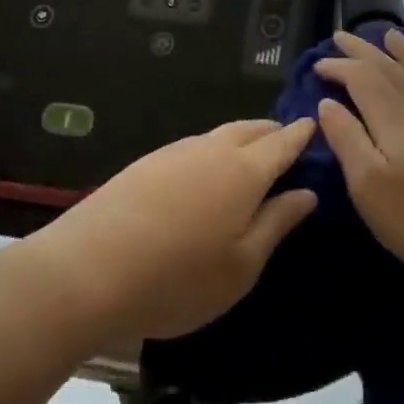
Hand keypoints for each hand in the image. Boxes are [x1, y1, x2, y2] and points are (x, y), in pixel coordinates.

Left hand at [13, 118, 318, 351]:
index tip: (315, 125)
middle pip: (250, 129)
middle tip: (287, 142)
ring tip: (249, 157)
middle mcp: (210, 150)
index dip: (301, 134)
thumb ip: (277, 223)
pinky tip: (204, 174)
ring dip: (240, 139)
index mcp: (244, 171)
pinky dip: (211, 151)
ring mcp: (173, 154)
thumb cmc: (178, 278)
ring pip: (218, 135)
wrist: (87, 271)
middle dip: (272, 131)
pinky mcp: (144, 164)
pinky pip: (191, 148)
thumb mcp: (242, 265)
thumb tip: (307, 193)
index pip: (282, 142)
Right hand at [314, 28, 403, 292]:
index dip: (339, 67)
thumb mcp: (369, 187)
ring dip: (401, 52)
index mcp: (394, 118)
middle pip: (389, 68)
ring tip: (389, 36)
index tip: (317, 66)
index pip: (362, 77)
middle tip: (341, 37)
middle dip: (363, 51)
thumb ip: (347, 140)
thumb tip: (327, 103)